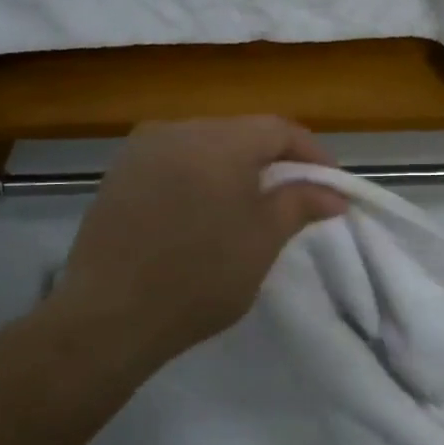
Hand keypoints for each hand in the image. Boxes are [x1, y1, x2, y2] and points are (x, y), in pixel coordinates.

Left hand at [52, 117, 346, 369]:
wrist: (109, 315)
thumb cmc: (200, 277)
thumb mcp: (262, 241)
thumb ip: (300, 204)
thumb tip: (334, 193)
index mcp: (219, 140)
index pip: (279, 129)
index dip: (312, 154)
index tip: (330, 186)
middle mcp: (178, 129)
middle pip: (240, 132)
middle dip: (273, 160)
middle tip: (294, 195)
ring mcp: (141, 149)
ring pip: (205, 145)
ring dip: (234, 168)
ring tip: (249, 205)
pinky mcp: (118, 173)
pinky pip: (173, 162)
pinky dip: (198, 177)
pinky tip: (201, 211)